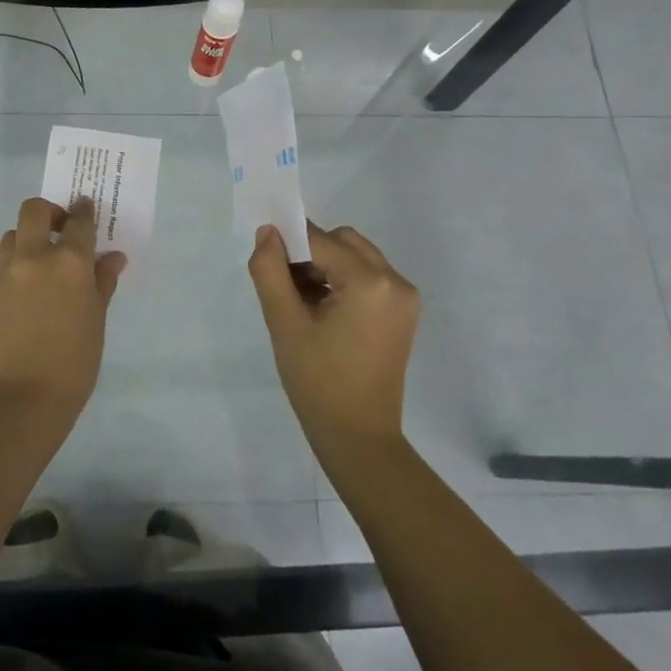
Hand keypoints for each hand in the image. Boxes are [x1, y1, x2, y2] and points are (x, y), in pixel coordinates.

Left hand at [0, 197, 126, 420]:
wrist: (27, 396)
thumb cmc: (75, 360)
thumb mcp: (97, 318)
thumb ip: (102, 282)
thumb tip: (112, 259)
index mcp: (69, 261)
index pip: (78, 221)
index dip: (85, 211)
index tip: (88, 207)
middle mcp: (36, 256)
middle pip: (35, 210)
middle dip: (50, 211)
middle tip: (64, 229)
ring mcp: (10, 271)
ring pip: (14, 232)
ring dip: (30, 234)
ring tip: (47, 257)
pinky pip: (8, 258)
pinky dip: (21, 257)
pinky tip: (36, 280)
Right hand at [248, 222, 419, 450]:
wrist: (359, 437)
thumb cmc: (318, 381)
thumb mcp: (284, 323)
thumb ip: (270, 270)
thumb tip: (268, 232)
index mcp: (370, 281)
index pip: (319, 240)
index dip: (288, 244)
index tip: (265, 264)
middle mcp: (396, 281)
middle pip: (343, 241)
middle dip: (310, 253)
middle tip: (285, 287)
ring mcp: (405, 297)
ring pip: (356, 256)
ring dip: (325, 266)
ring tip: (301, 303)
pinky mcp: (403, 313)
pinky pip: (369, 277)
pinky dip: (342, 281)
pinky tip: (322, 311)